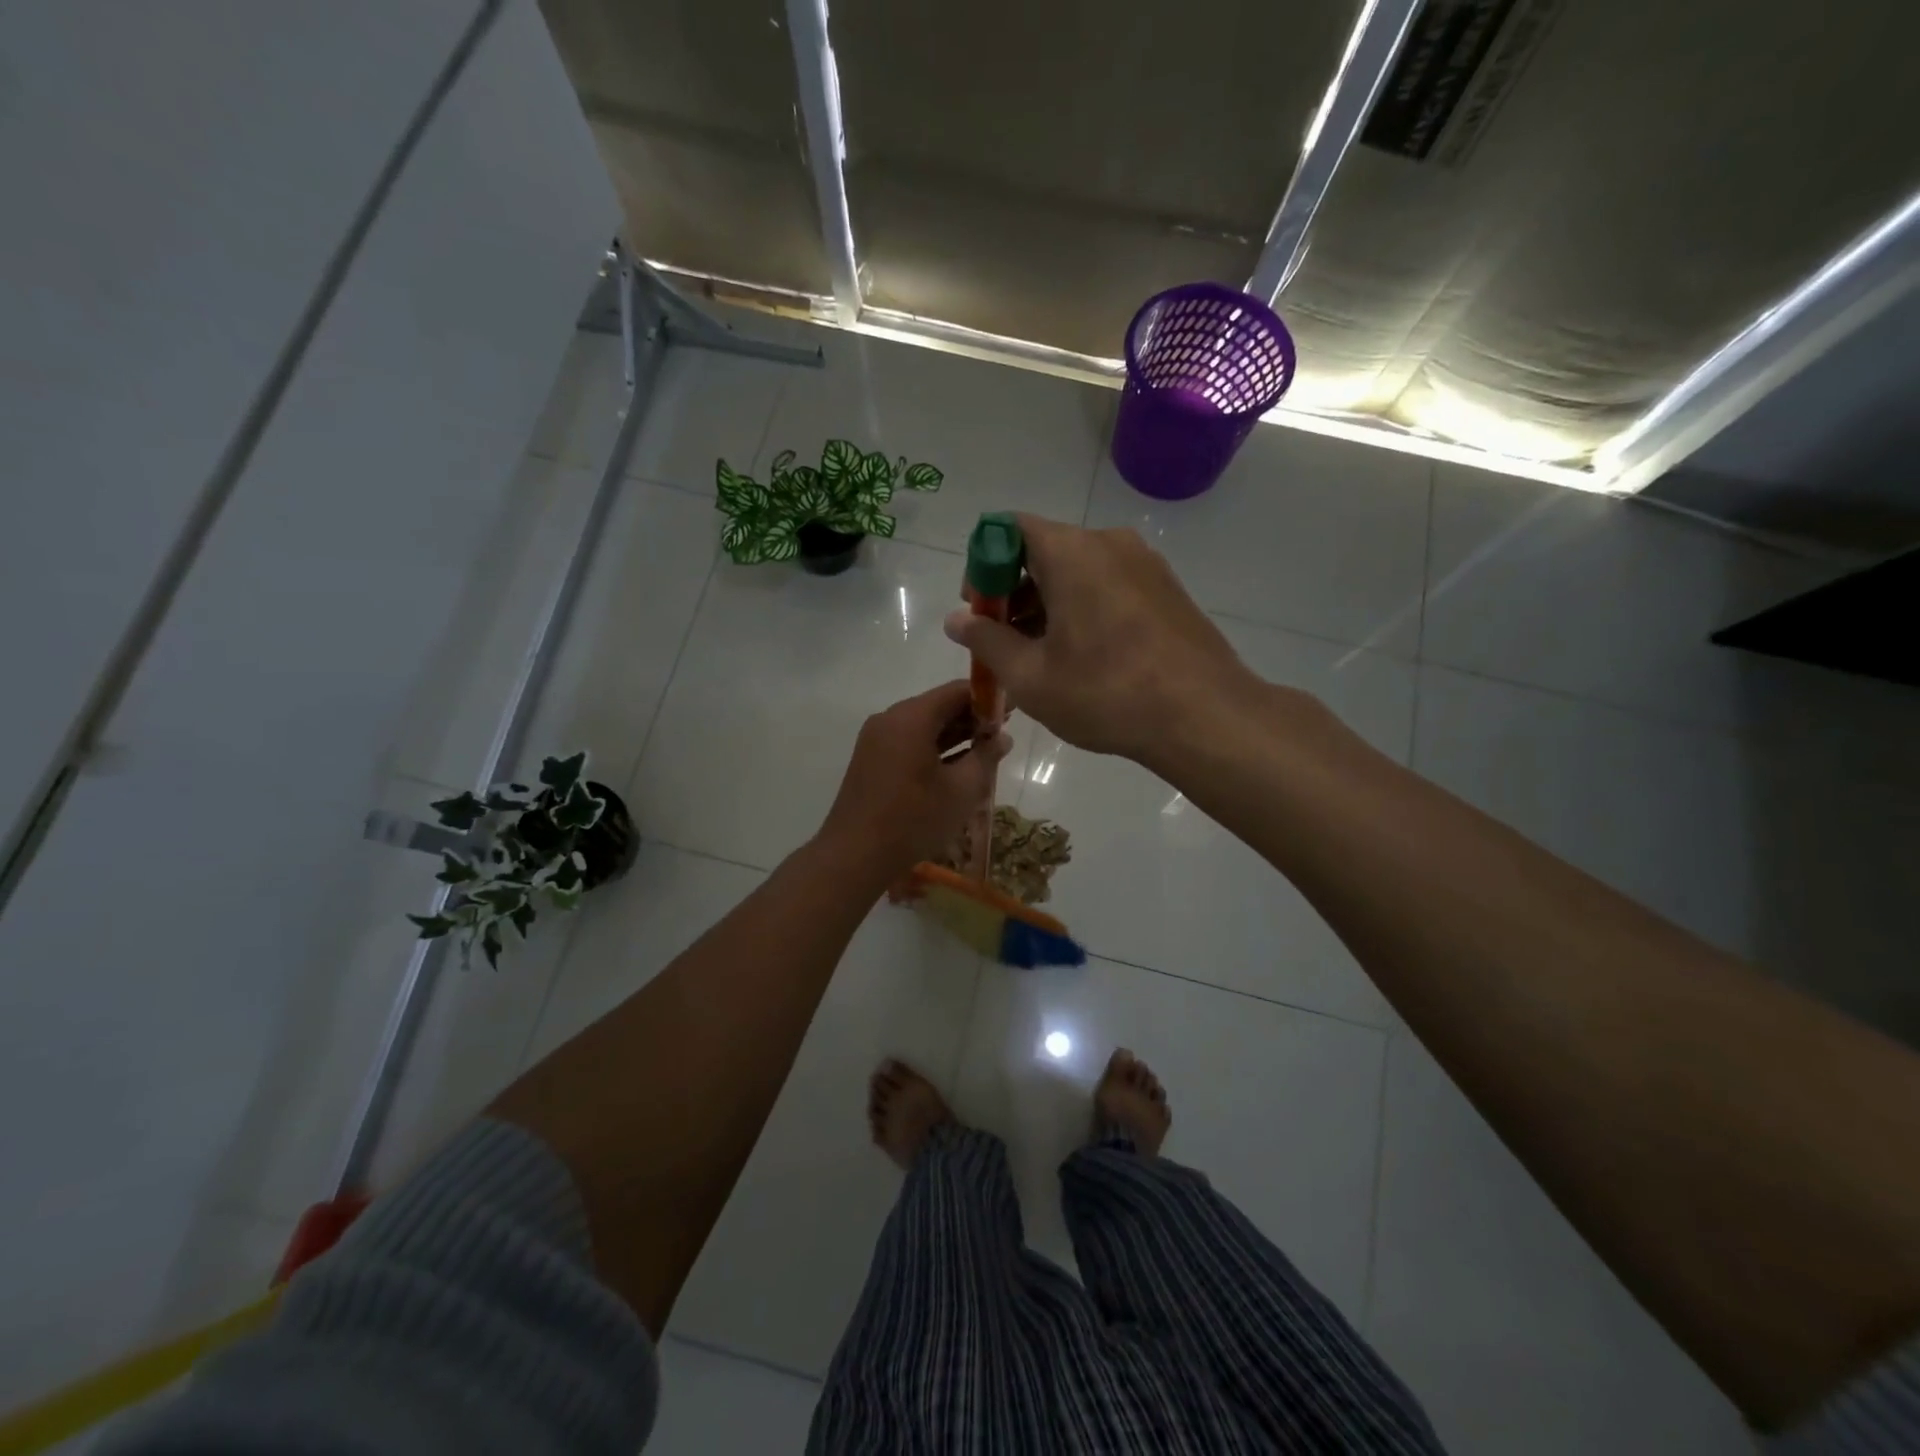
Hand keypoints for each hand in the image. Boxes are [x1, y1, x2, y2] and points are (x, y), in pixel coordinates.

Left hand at [816, 680, 1010, 878]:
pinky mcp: (870, 759)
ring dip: (954, 735)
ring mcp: (876, 739)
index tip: (1012, 712)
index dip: (987, 699)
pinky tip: (955, 768)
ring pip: (923, 726)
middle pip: (938, 706)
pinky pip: (908, 742)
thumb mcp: (961, 790)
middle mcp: (890, 719)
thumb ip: (986, 757)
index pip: (956, 691)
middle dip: (971, 718)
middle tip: (1002, 735)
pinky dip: (933, 748)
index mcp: (911, 718)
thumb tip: (1002, 737)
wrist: (854, 855)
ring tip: (985, 753)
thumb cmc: (913, 819)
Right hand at [943, 515, 1257, 766]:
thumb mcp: (1031, 675)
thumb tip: (956, 619)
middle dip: (1012, 592)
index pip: (1008, 529)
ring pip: (1078, 571)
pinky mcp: (1166, 589)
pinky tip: (1082, 658)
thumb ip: (986, 640)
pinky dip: (1082, 610)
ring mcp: (1145, 564)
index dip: (982, 565)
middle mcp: (1109, 543)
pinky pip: (1108, 586)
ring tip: (1040, 659)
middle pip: (1043, 550)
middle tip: (1003, 643)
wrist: (1204, 716)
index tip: (979, 611)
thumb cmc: (1106, 693)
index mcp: (1071, 551)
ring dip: (1047, 605)